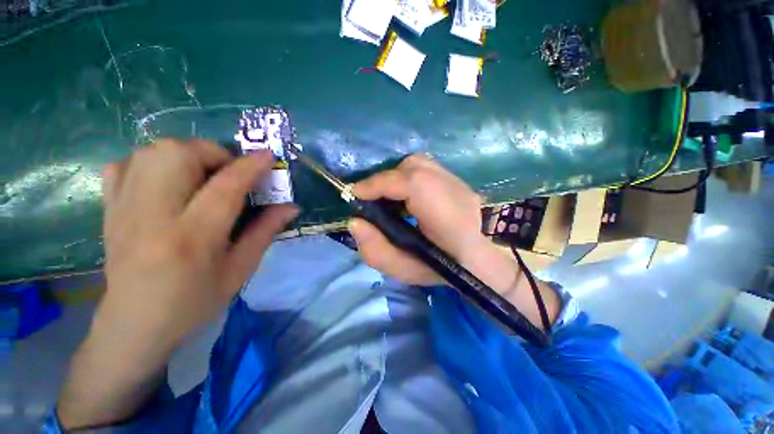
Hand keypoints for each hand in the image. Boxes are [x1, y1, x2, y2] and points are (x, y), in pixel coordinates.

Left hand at [98, 139, 297, 345]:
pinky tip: (165, 181)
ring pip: (151, 152)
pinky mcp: (108, 208)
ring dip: (185, 154)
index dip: (250, 166)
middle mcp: (152, 217)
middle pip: (178, 155)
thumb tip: (291, 207)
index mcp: (192, 239)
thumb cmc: (194, 302)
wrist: (134, 325)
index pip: (225, 187)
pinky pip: (124, 164)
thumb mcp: (240, 270)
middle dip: (213, 153)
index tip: (268, 156)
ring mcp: (122, 209)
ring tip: (201, 175)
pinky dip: (150, 161)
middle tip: (230, 172)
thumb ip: (266, 232)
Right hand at [350, 154, 491, 285]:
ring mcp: (459, 181)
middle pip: (411, 167)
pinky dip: (410, 177)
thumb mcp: (403, 269)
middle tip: (373, 199)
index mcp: (443, 211)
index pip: (408, 182)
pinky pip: (427, 169)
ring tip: (389, 197)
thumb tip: (355, 222)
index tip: (354, 195)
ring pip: (419, 164)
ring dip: (397, 177)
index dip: (375, 184)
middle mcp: (453, 188)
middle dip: (385, 180)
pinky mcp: (458, 181)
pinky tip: (407, 195)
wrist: (476, 262)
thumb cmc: (440, 269)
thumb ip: (375, 250)